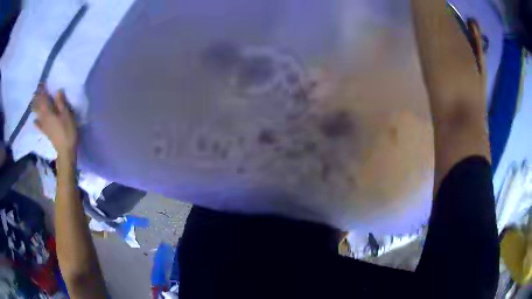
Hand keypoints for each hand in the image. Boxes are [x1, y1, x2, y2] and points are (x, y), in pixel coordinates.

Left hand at [32, 85, 77, 157]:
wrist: (65, 151)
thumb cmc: (67, 131)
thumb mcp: (67, 115)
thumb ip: (61, 103)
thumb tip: (57, 90)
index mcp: (48, 112)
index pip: (43, 98)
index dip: (42, 90)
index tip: (41, 83)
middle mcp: (44, 117)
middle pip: (38, 106)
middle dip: (37, 98)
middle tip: (36, 91)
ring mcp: (44, 126)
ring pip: (37, 114)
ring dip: (35, 108)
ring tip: (34, 102)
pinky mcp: (45, 132)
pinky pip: (39, 126)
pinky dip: (36, 122)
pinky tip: (34, 121)